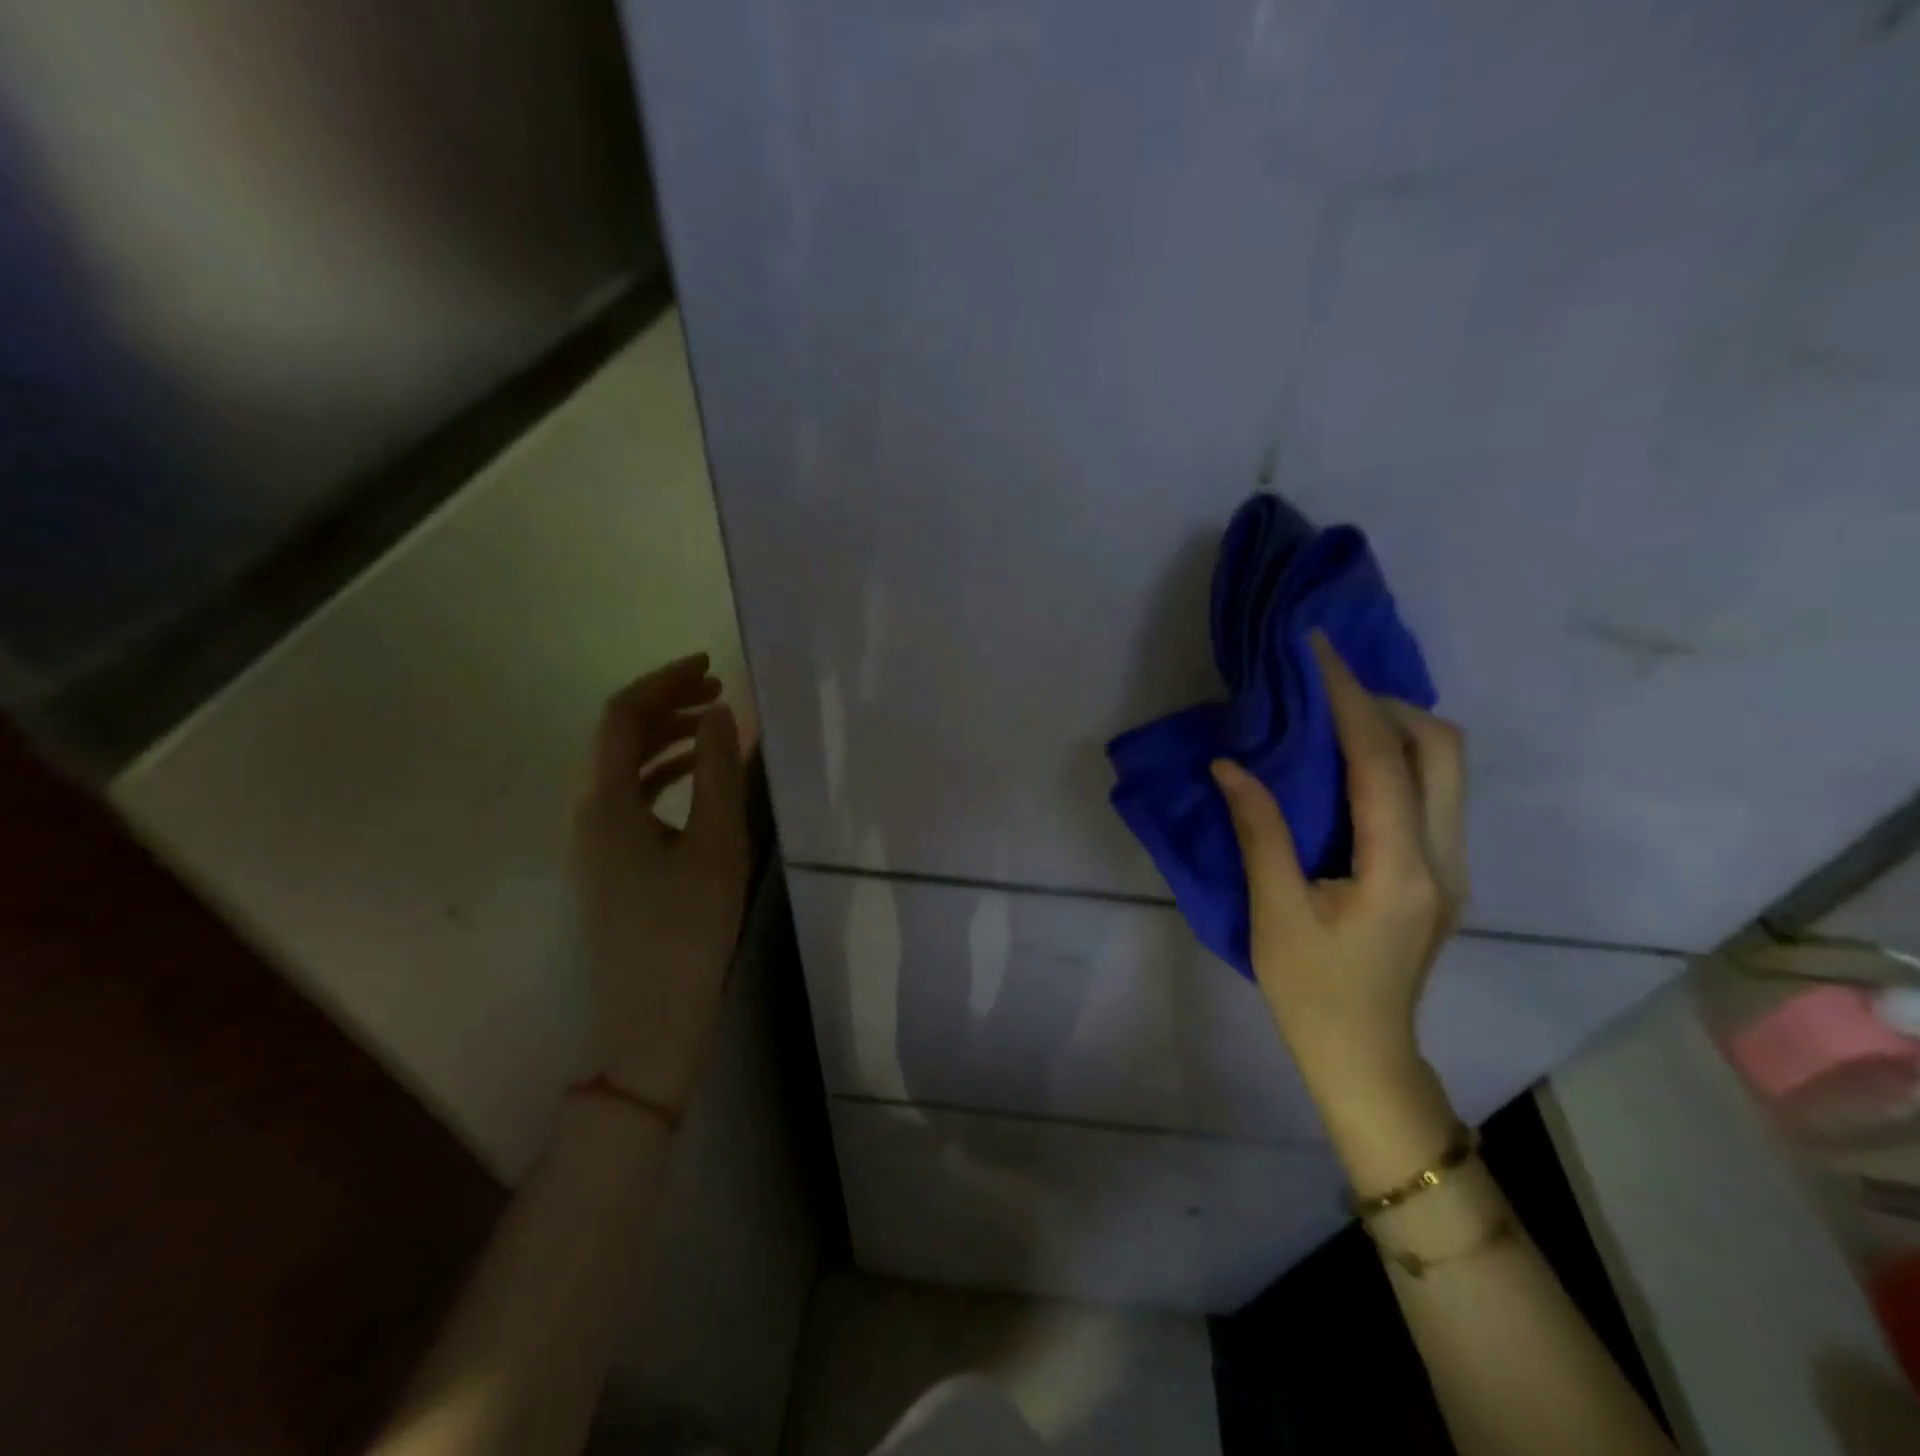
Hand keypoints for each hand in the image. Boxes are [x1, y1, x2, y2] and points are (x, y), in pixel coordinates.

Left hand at [571, 653, 750, 1112]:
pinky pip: (629, 798)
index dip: (663, 681)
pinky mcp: (608, 865)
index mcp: (606, 803)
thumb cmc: (687, 928)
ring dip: (666, 738)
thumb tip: (717, 713)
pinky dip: (662, 774)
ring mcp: (592, 842)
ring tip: (714, 726)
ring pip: (623, 768)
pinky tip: (697, 780)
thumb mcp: (716, 843)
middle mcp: (587, 814)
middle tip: (719, 692)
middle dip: (667, 705)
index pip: (621, 716)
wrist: (650, 1019)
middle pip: (617, 737)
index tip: (709, 667)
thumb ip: (718, 771)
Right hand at [1212, 632, 1467, 1109]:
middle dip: (1388, 704)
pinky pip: (1431, 793)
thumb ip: (1259, 831)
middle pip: (1443, 750)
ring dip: (1396, 729)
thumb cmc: (1311, 990)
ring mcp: (1451, 867)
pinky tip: (1349, 766)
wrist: (1364, 1056)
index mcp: (1401, 871)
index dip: (1350, 700)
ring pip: (1446, 769)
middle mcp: (1443, 859)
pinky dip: (1396, 760)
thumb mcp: (1274, 912)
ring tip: (1333, 719)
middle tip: (1327, 692)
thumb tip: (1230, 765)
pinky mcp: (1440, 874)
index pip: (1382, 762)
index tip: (1319, 652)